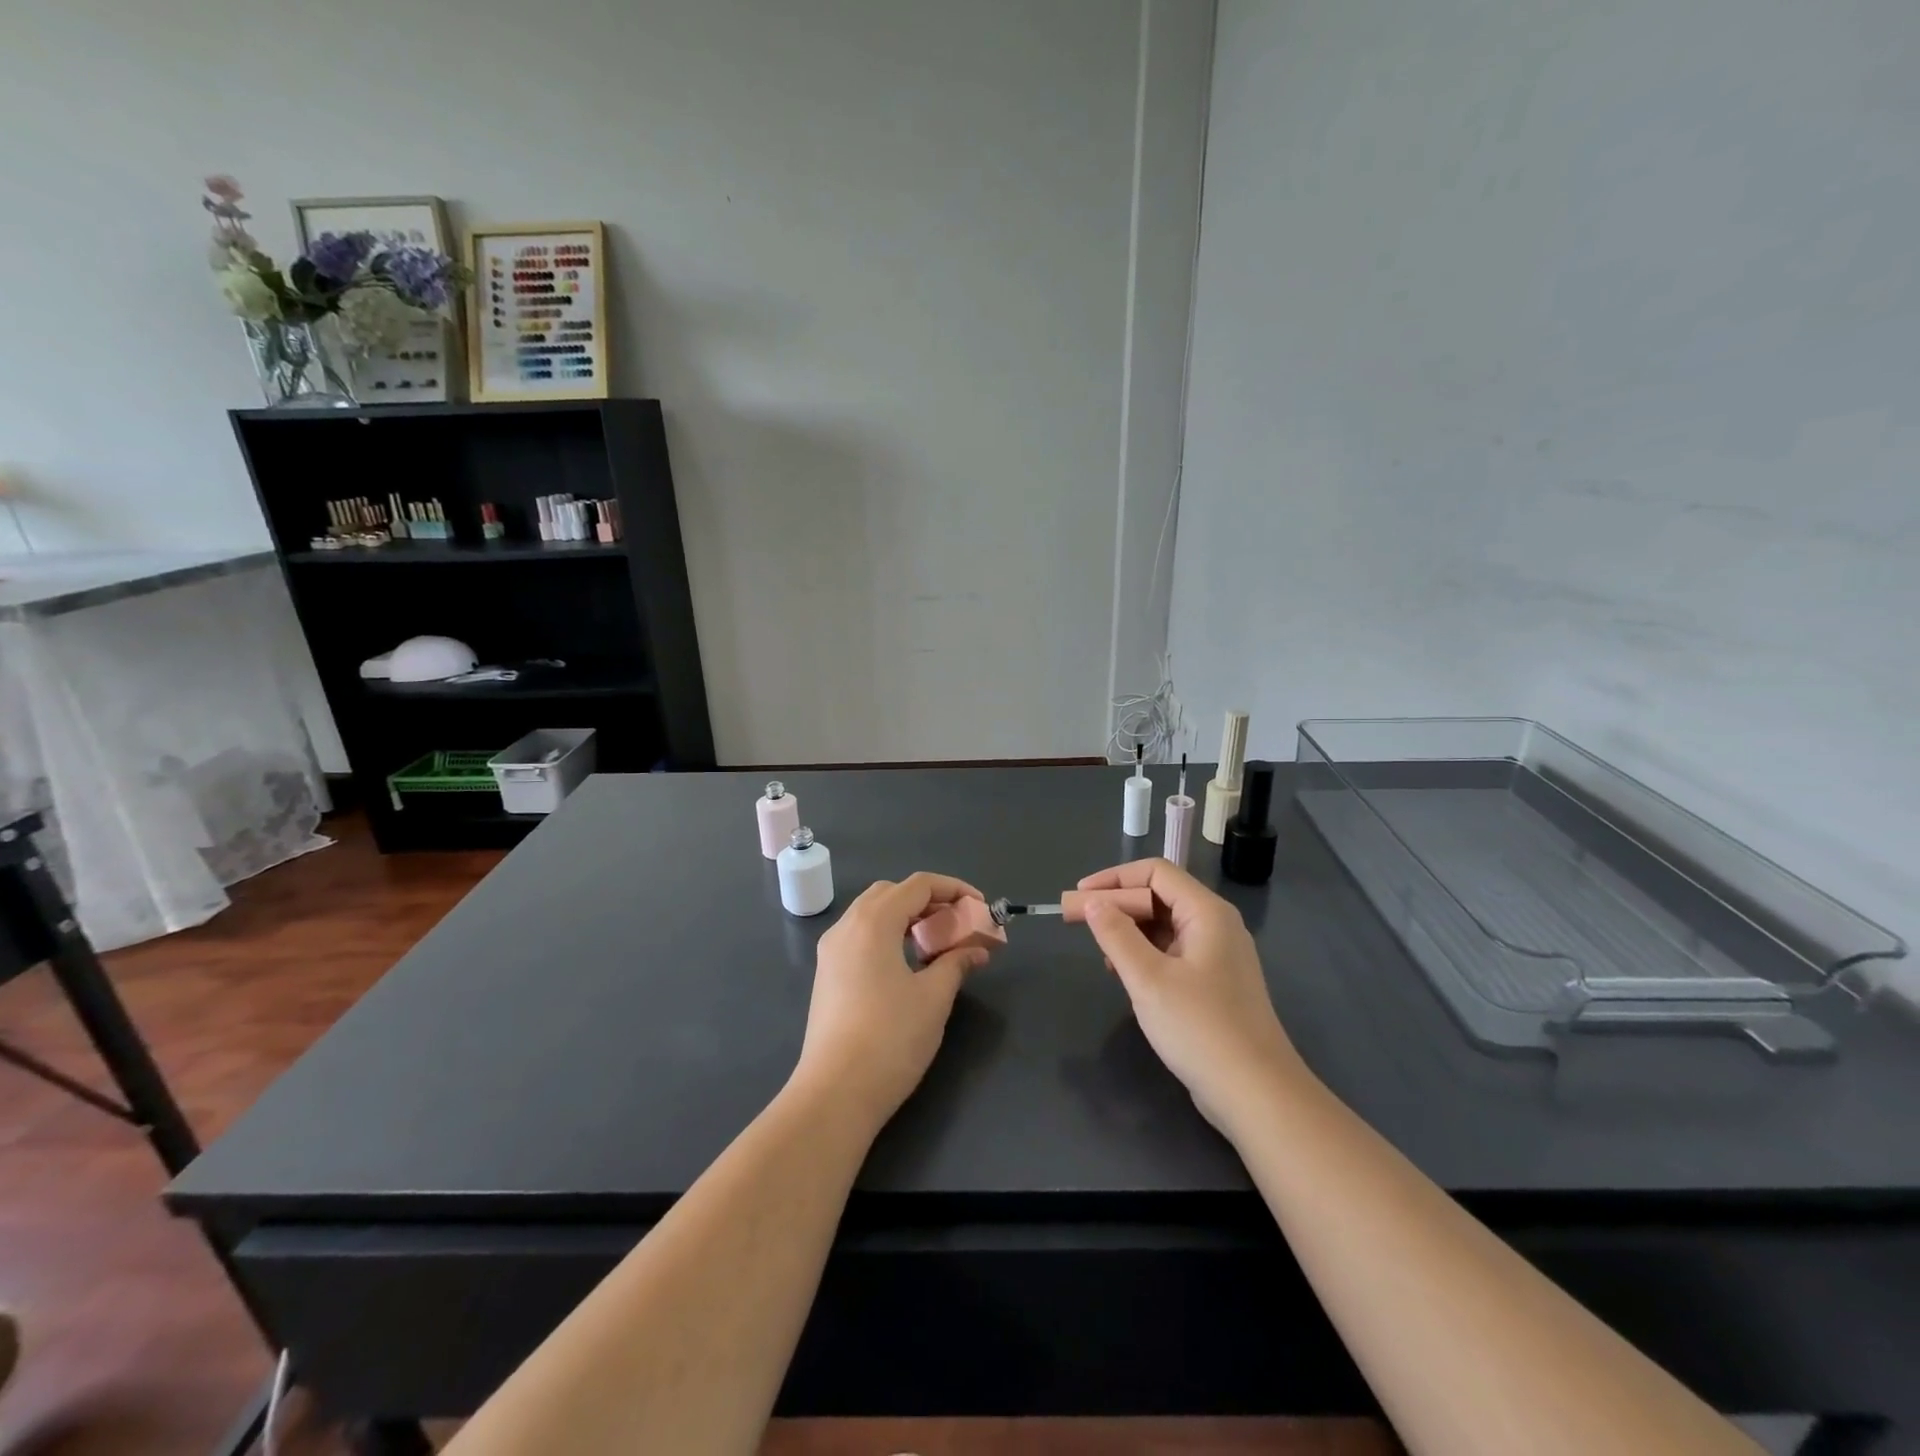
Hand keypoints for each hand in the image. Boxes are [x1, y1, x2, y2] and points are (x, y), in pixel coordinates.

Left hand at [793, 873, 993, 1128]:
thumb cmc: (891, 1038)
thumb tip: (977, 950)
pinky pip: (860, 936)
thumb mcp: (933, 997)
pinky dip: (888, 935)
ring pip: (872, 914)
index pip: (918, 885)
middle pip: (892, 893)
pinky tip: (908, 964)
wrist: (835, 1093)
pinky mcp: (827, 975)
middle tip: (957, 923)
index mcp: (873, 922)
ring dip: (907, 918)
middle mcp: (846, 926)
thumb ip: (956, 963)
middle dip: (929, 901)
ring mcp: (831, 951)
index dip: (954, 889)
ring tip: (937, 944)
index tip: (981, 907)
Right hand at [1077, 858, 1301, 1132]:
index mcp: (1207, 913)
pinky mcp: (1215, 985)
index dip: (1114, 878)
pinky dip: (1145, 955)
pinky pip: (1173, 953)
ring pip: (1166, 927)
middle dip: (1118, 905)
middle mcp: (1216, 926)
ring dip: (1130, 932)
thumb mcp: (1149, 979)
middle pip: (1161, 896)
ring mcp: (1219, 957)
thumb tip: (1093, 903)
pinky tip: (1126, 976)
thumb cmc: (1201, 1028)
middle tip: (1079, 922)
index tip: (1080, 896)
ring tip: (1101, 954)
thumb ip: (1117, 935)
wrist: (1257, 1095)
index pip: (1156, 872)